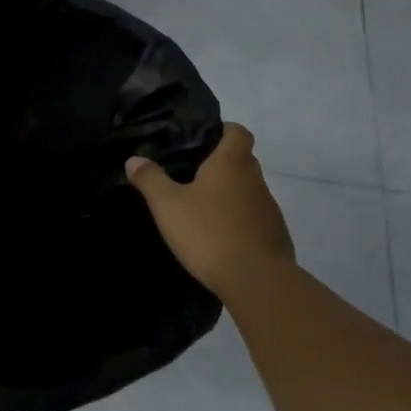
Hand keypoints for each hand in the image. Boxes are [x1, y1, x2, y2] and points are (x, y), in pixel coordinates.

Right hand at [126, 123, 293, 298]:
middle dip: (221, 165)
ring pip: (249, 191)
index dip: (223, 130)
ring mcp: (270, 208)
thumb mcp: (168, 205)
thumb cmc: (209, 232)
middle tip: (192, 176)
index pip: (237, 131)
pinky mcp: (276, 236)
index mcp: (232, 162)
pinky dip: (240, 222)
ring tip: (203, 210)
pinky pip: (256, 219)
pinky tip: (221, 238)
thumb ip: (150, 179)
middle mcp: (255, 179)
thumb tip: (134, 159)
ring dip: (231, 196)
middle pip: (242, 160)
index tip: (202, 139)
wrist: (256, 280)